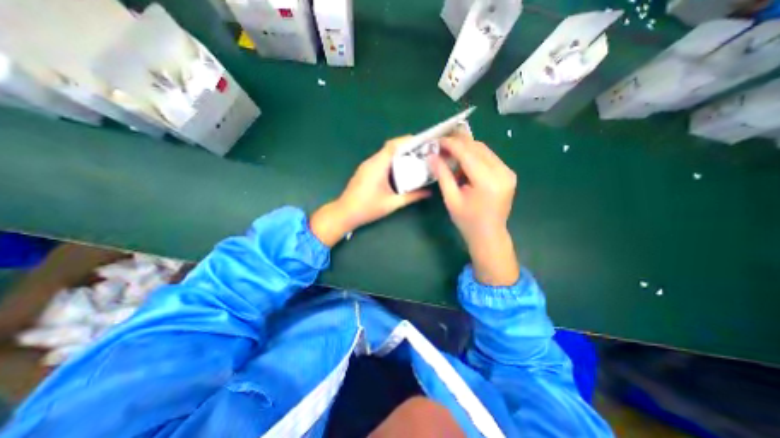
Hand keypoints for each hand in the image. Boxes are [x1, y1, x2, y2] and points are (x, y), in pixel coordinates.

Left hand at [312, 136, 432, 245]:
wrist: (345, 213)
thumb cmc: (368, 208)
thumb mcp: (392, 203)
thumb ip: (411, 197)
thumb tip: (428, 193)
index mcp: (378, 166)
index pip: (393, 145)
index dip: (407, 141)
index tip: (421, 142)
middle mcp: (371, 162)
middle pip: (389, 148)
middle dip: (405, 148)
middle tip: (421, 153)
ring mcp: (366, 166)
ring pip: (384, 154)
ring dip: (398, 155)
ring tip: (413, 160)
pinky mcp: (364, 171)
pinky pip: (379, 160)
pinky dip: (390, 161)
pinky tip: (398, 170)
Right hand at [430, 138, 520, 287]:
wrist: (489, 235)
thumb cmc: (467, 221)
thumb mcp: (451, 199)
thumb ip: (442, 175)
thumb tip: (431, 156)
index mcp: (487, 181)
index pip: (467, 153)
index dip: (451, 144)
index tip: (437, 141)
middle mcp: (502, 172)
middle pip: (477, 147)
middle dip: (458, 143)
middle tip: (441, 145)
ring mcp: (508, 172)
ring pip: (484, 150)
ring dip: (466, 149)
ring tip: (450, 154)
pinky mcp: (508, 173)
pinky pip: (489, 157)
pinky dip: (474, 156)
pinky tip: (464, 163)